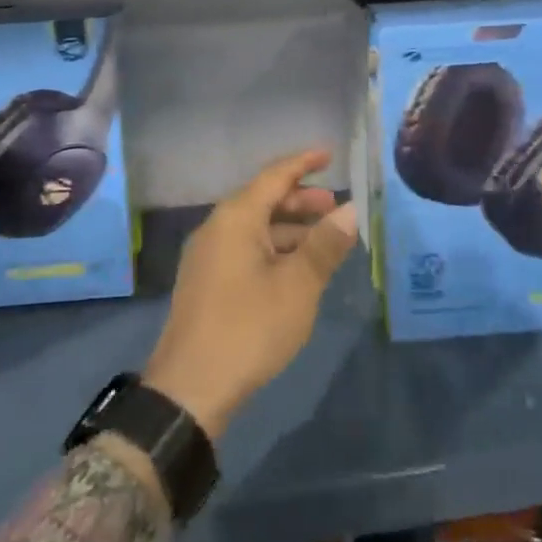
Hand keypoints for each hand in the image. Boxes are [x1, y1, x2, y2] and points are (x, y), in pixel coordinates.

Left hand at [143, 149, 357, 441]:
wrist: (191, 387)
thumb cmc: (249, 327)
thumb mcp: (298, 285)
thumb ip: (325, 244)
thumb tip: (350, 210)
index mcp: (235, 218)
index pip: (274, 176)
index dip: (303, 163)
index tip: (329, 154)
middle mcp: (217, 228)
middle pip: (262, 200)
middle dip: (300, 201)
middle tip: (336, 208)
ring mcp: (208, 256)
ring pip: (254, 228)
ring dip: (289, 229)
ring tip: (324, 242)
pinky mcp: (206, 282)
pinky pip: (245, 249)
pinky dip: (274, 249)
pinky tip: (296, 269)